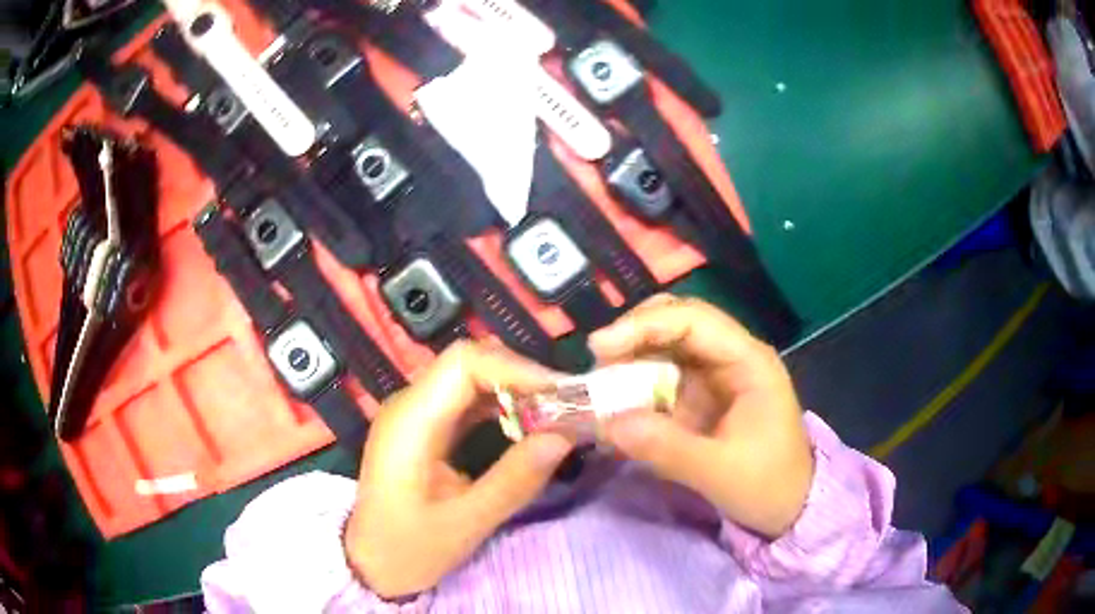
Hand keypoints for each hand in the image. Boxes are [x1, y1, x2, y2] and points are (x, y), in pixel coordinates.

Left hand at [344, 342, 574, 598]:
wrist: (371, 563)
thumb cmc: (409, 548)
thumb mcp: (466, 523)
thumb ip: (514, 480)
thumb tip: (564, 437)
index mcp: (410, 421)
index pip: (464, 363)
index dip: (516, 369)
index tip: (560, 395)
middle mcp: (409, 405)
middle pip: (468, 363)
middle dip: (520, 377)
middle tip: (564, 405)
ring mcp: (414, 414)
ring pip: (469, 378)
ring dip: (512, 389)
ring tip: (552, 414)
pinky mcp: (422, 428)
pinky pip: (464, 400)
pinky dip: (498, 405)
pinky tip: (523, 425)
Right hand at [589, 295, 813, 537]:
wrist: (789, 508)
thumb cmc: (767, 485)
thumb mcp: (719, 473)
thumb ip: (666, 448)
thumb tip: (607, 423)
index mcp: (749, 362)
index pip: (694, 320)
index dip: (644, 326)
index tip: (600, 348)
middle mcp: (732, 356)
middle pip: (678, 321)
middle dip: (634, 334)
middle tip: (598, 361)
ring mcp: (716, 374)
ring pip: (667, 344)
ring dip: (631, 357)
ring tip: (600, 383)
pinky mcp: (702, 395)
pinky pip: (663, 375)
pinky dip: (636, 382)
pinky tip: (616, 400)